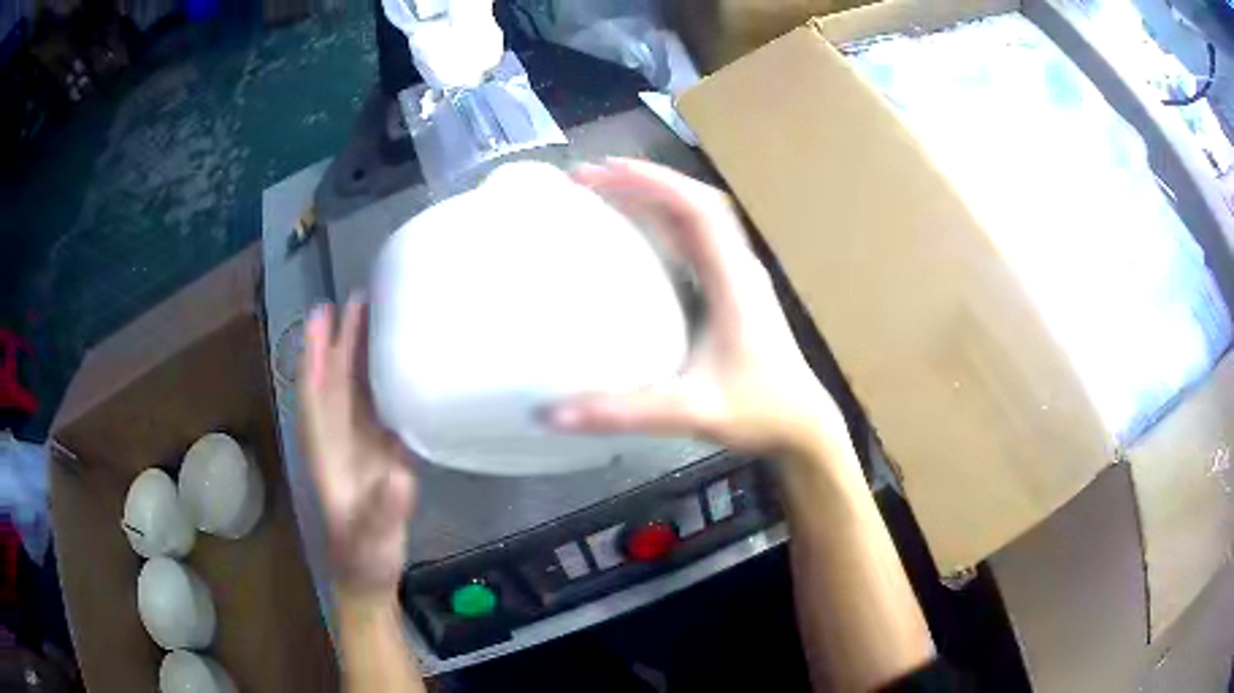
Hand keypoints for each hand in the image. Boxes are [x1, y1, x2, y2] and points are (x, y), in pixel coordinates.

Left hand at [299, 297, 416, 600]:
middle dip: (341, 340)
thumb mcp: (372, 540)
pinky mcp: (381, 456)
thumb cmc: (364, 560)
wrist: (369, 578)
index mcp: (327, 453)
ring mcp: (360, 447)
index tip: (323, 315)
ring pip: (357, 391)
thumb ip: (384, 511)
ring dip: (363, 355)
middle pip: (336, 383)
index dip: (317, 355)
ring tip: (380, 317)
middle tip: (359, 297)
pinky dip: (388, 383)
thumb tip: (400, 474)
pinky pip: (381, 410)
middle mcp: (339, 441)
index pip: (316, 396)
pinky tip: (404, 363)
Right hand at [552, 159, 846, 458]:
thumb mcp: (694, 411)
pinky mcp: (733, 293)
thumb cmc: (761, 412)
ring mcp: (738, 278)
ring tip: (604, 195)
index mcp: (735, 280)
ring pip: (696, 219)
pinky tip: (635, 237)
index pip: (697, 208)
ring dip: (654, 199)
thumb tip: (555, 414)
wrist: (802, 426)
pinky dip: (663, 226)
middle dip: (644, 182)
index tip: (603, 172)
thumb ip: (627, 413)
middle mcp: (738, 268)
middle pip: (694, 202)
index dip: (652, 182)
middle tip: (589, 179)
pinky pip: (696, 242)